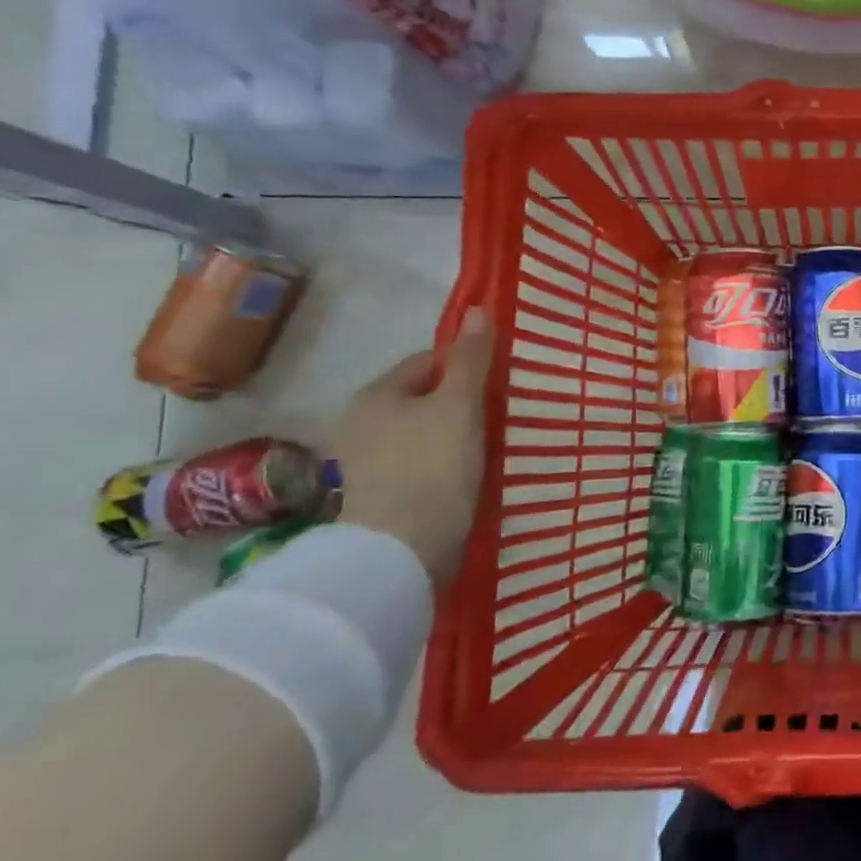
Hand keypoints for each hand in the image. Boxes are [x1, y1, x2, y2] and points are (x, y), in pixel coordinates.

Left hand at [334, 308, 493, 585]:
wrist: (401, 551)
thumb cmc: (433, 466)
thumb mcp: (460, 405)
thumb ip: (471, 359)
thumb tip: (477, 309)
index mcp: (377, 395)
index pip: (428, 362)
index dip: (466, 368)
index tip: (498, 387)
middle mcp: (362, 423)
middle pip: (425, 399)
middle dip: (461, 404)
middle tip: (499, 418)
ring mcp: (367, 463)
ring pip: (424, 433)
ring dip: (455, 437)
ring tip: (488, 450)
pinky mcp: (379, 496)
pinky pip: (419, 464)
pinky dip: (443, 466)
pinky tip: (466, 478)